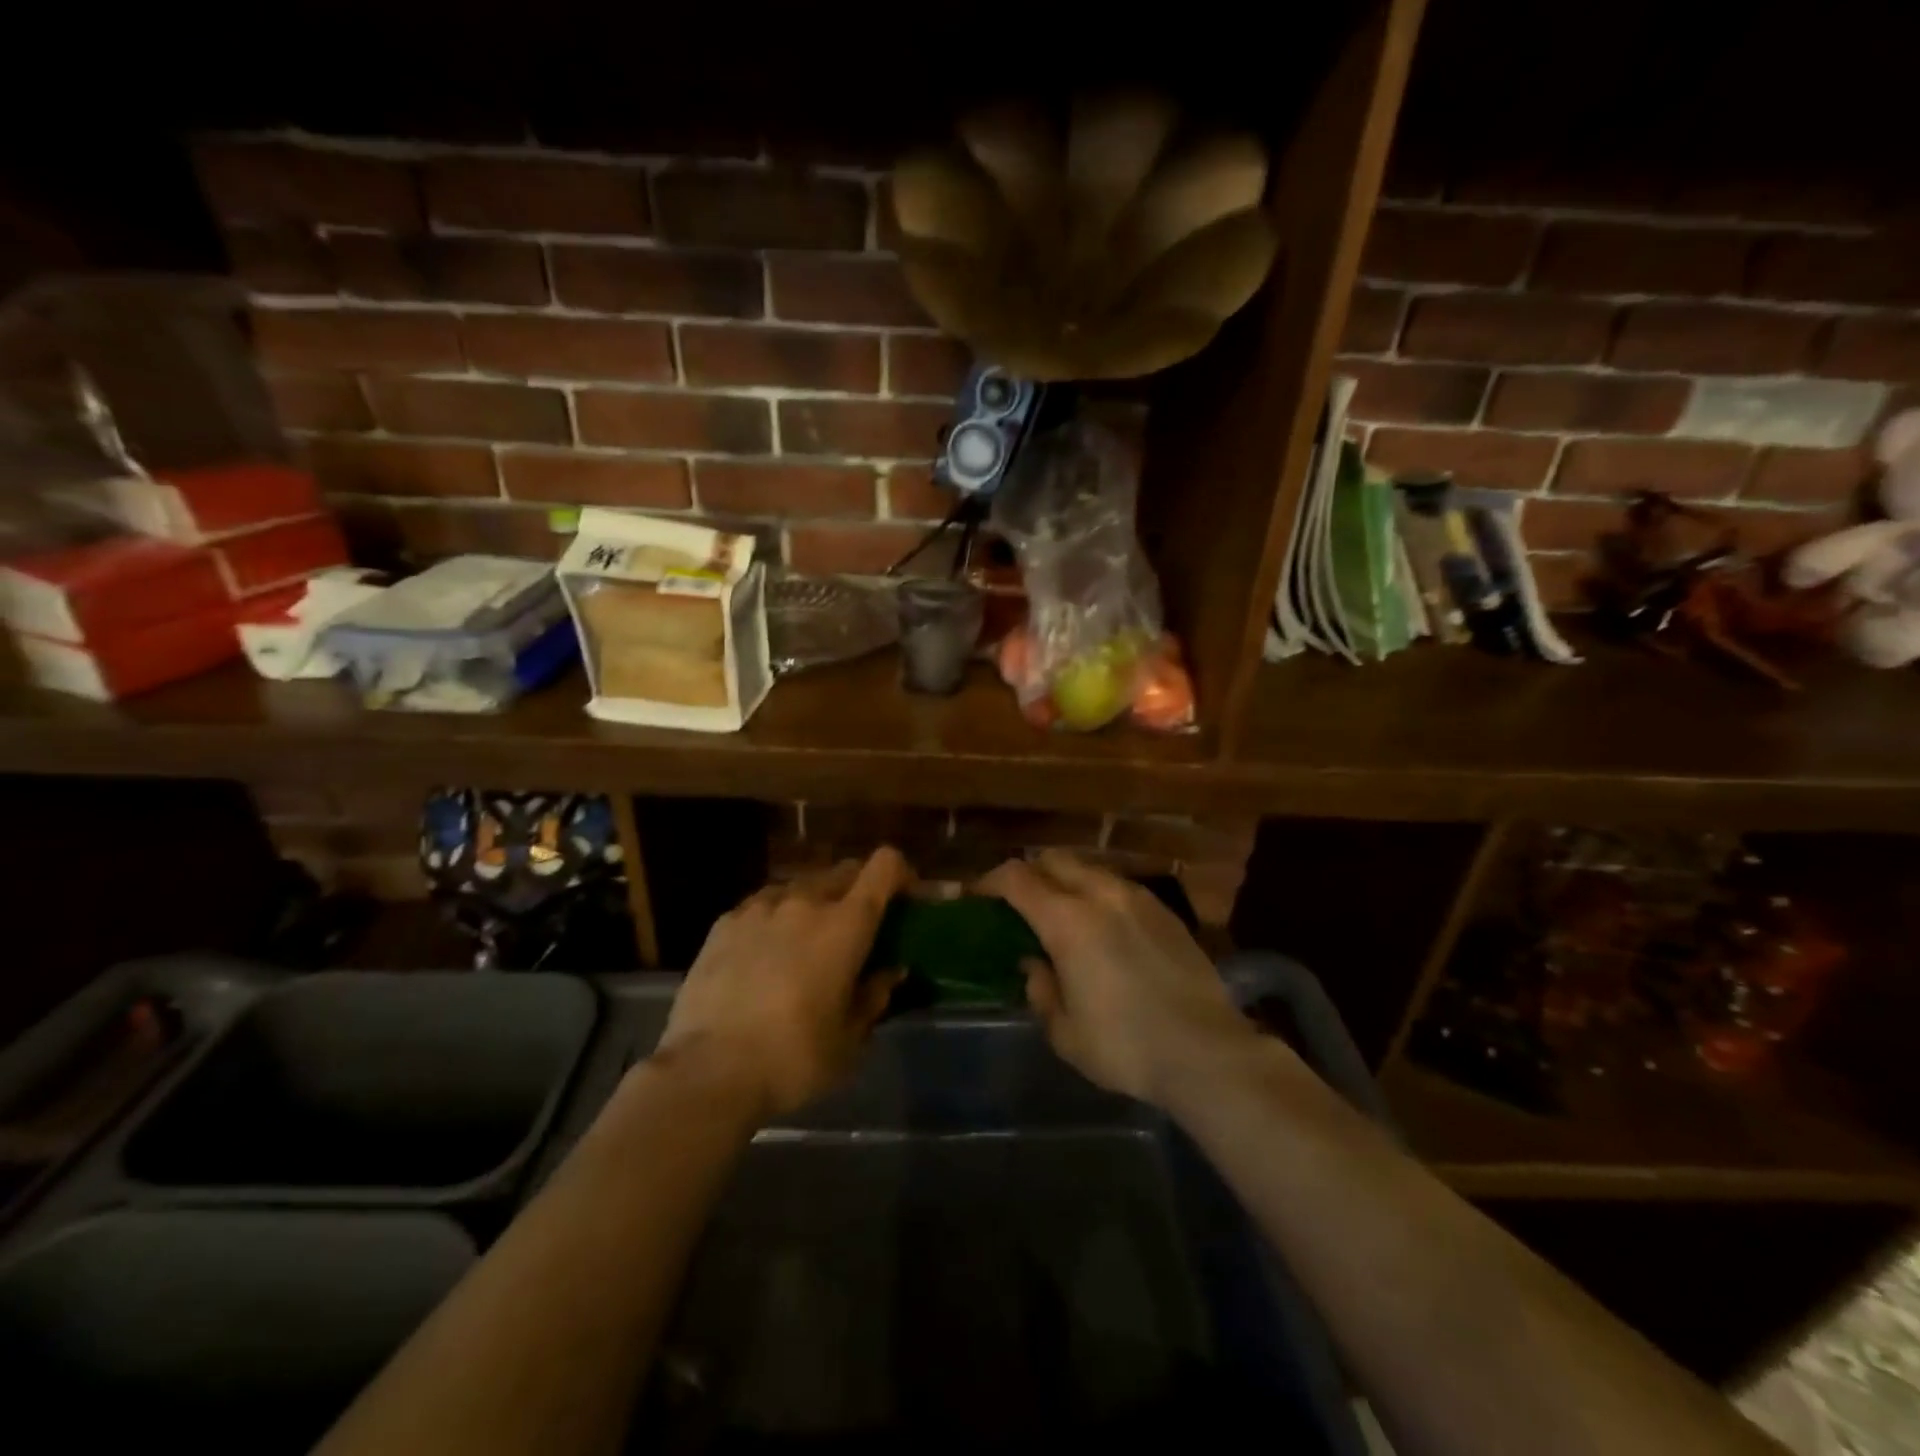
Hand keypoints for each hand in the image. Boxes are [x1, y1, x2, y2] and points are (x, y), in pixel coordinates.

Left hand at [654, 848, 909, 1121]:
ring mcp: (760, 908)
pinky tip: (762, 954)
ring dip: (813, 904)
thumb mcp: (849, 1040)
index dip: (900, 873)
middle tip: (855, 929)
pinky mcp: (724, 922)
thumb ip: (874, 996)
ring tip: (804, 942)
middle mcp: (806, 901)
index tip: (904, 898)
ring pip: (800, 887)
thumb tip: (889, 971)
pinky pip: (762, 906)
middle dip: (857, 891)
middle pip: (843, 872)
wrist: (709, 1070)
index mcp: (846, 924)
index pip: (884, 866)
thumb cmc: (794, 1057)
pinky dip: (774, 919)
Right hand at [979, 850, 1256, 1105]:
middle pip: (1053, 860)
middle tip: (1019, 903)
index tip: (978, 897)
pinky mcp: (1165, 911)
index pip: (1016, 878)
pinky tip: (1104, 928)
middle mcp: (1101, 895)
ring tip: (1062, 914)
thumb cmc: (1126, 1047)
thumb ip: (1041, 990)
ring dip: (1066, 881)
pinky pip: (1118, 887)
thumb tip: (1035, 964)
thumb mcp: (1065, 1032)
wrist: (1207, 1051)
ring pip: (1089, 869)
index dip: (990, 882)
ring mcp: (1138, 898)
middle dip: (1029, 874)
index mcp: (1068, 921)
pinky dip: (1098, 895)